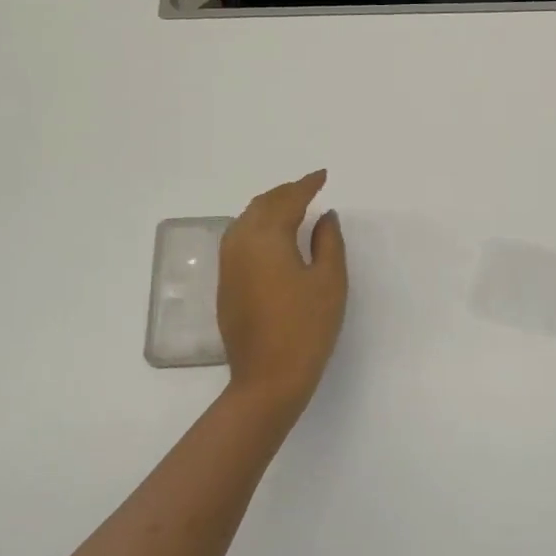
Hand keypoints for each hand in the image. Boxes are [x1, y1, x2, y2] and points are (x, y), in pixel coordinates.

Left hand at [217, 170, 347, 411]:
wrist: (267, 378)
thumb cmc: (306, 327)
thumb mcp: (330, 281)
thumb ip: (329, 241)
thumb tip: (325, 216)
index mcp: (266, 238)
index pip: (288, 200)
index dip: (307, 185)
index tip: (323, 176)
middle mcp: (240, 243)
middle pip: (262, 205)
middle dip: (286, 193)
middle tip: (309, 188)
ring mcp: (228, 265)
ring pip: (246, 221)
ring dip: (269, 208)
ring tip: (292, 207)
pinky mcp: (226, 284)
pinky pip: (239, 239)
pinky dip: (258, 227)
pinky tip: (273, 237)